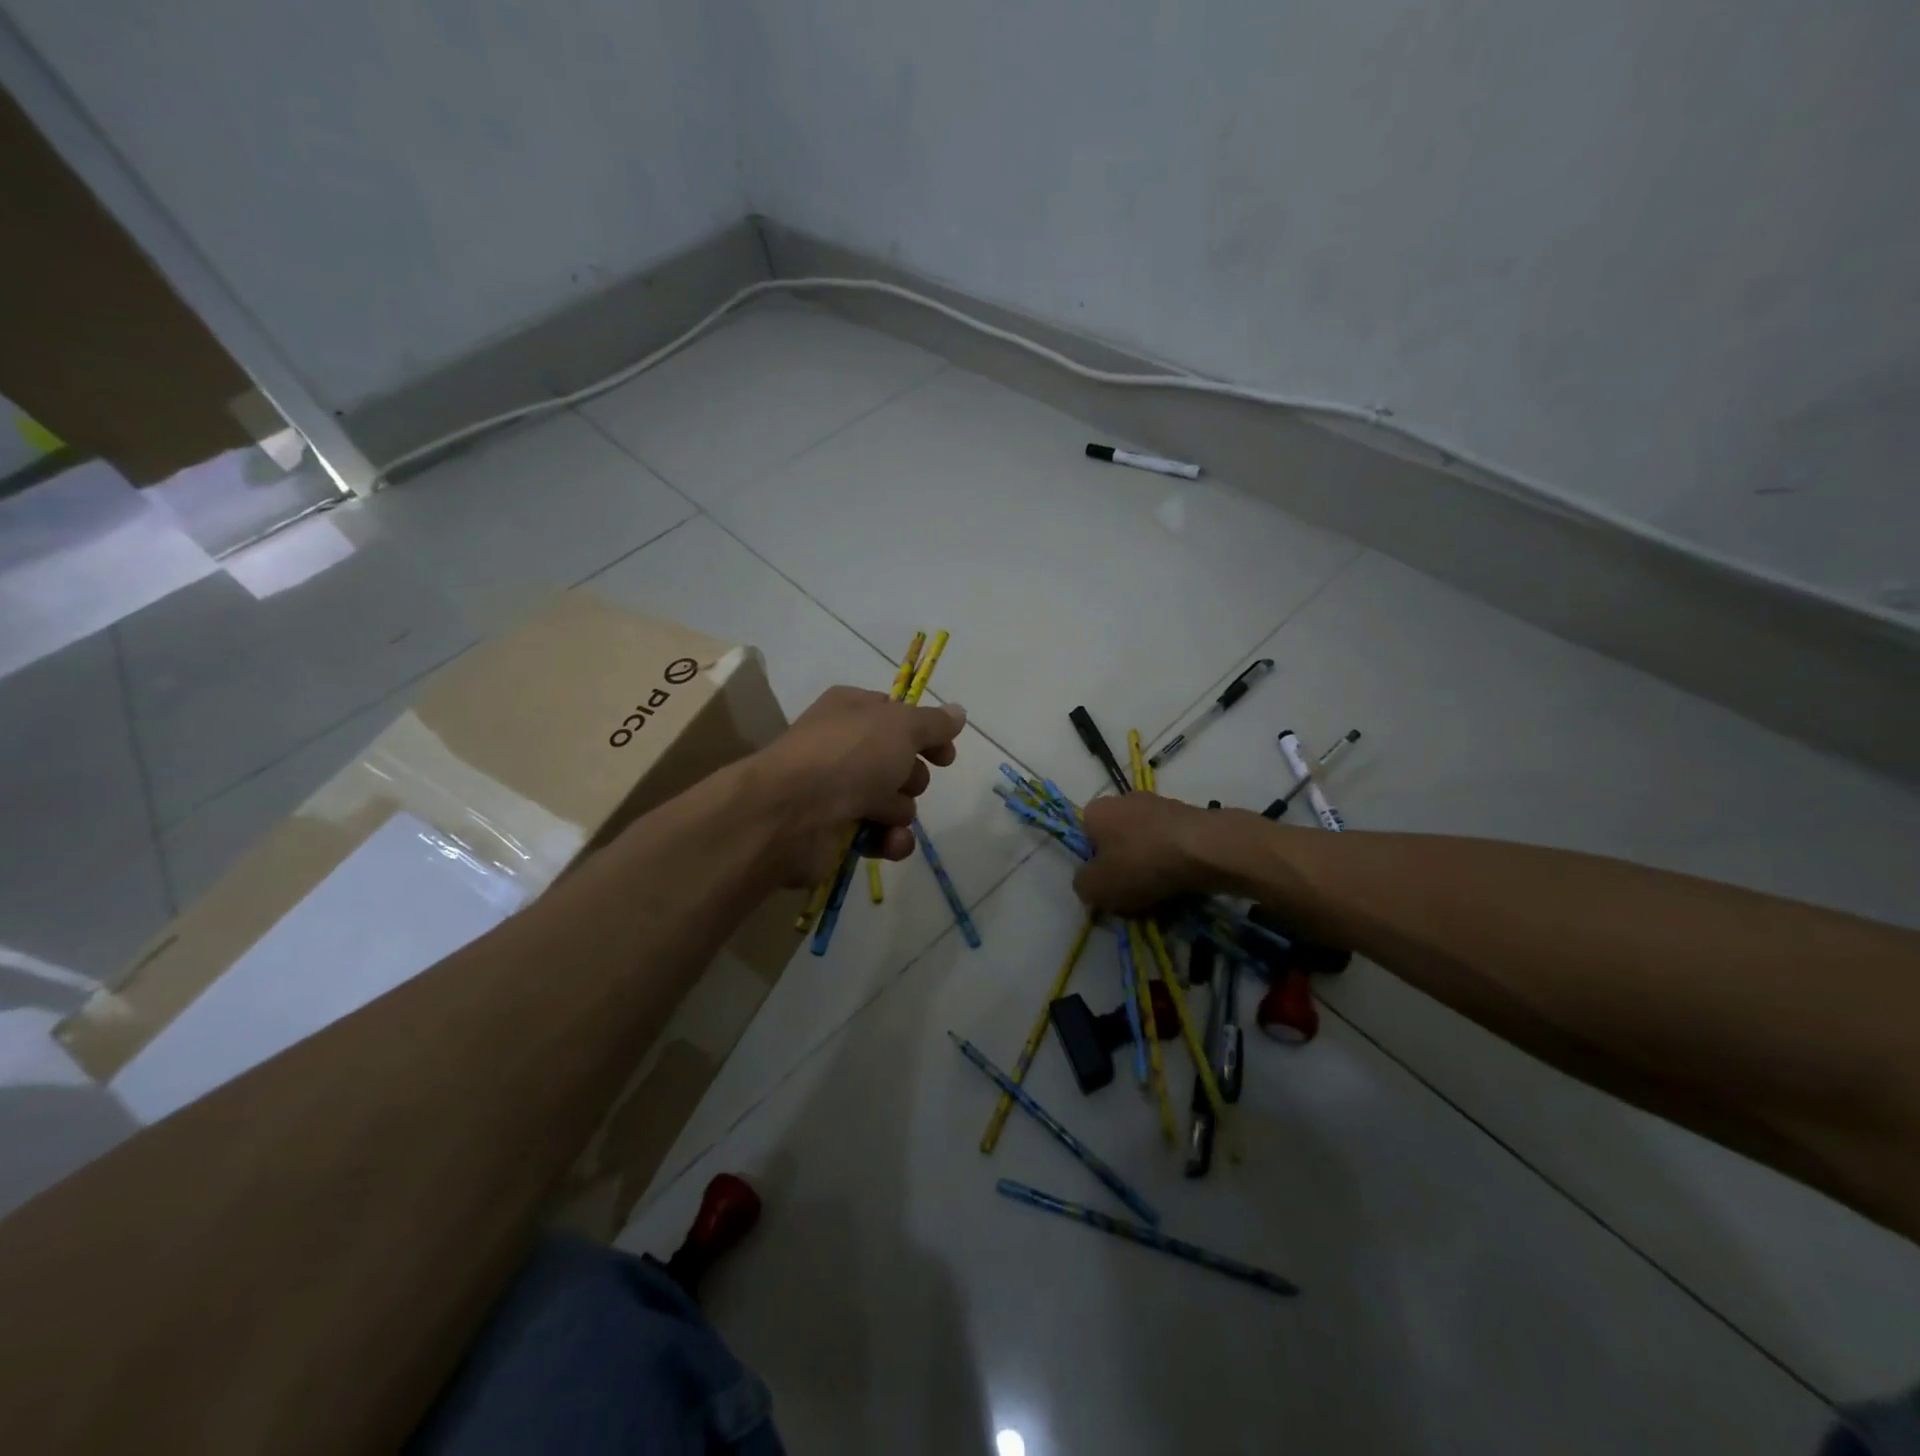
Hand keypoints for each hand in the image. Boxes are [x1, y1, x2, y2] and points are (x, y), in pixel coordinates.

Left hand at [748, 686, 965, 886]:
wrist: (791, 813)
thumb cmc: (848, 756)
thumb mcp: (900, 726)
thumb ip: (934, 722)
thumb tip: (958, 713)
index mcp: (852, 710)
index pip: (898, 716)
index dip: (926, 734)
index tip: (945, 754)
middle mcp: (844, 747)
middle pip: (901, 762)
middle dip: (911, 777)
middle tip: (900, 779)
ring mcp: (838, 791)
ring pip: (895, 802)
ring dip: (899, 811)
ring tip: (882, 813)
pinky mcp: (836, 832)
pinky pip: (881, 836)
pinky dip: (889, 841)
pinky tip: (887, 842)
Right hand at [1072, 792, 1216, 913]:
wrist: (1206, 848)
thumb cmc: (1141, 863)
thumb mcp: (1096, 887)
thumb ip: (1082, 885)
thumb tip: (1089, 881)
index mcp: (1096, 810)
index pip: (1085, 837)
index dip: (1093, 864)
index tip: (1106, 886)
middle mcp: (1124, 799)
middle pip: (1117, 839)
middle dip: (1124, 865)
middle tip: (1133, 894)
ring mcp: (1159, 804)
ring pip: (1146, 843)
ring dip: (1150, 865)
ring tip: (1162, 894)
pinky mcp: (1189, 814)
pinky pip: (1172, 844)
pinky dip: (1174, 862)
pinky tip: (1182, 882)